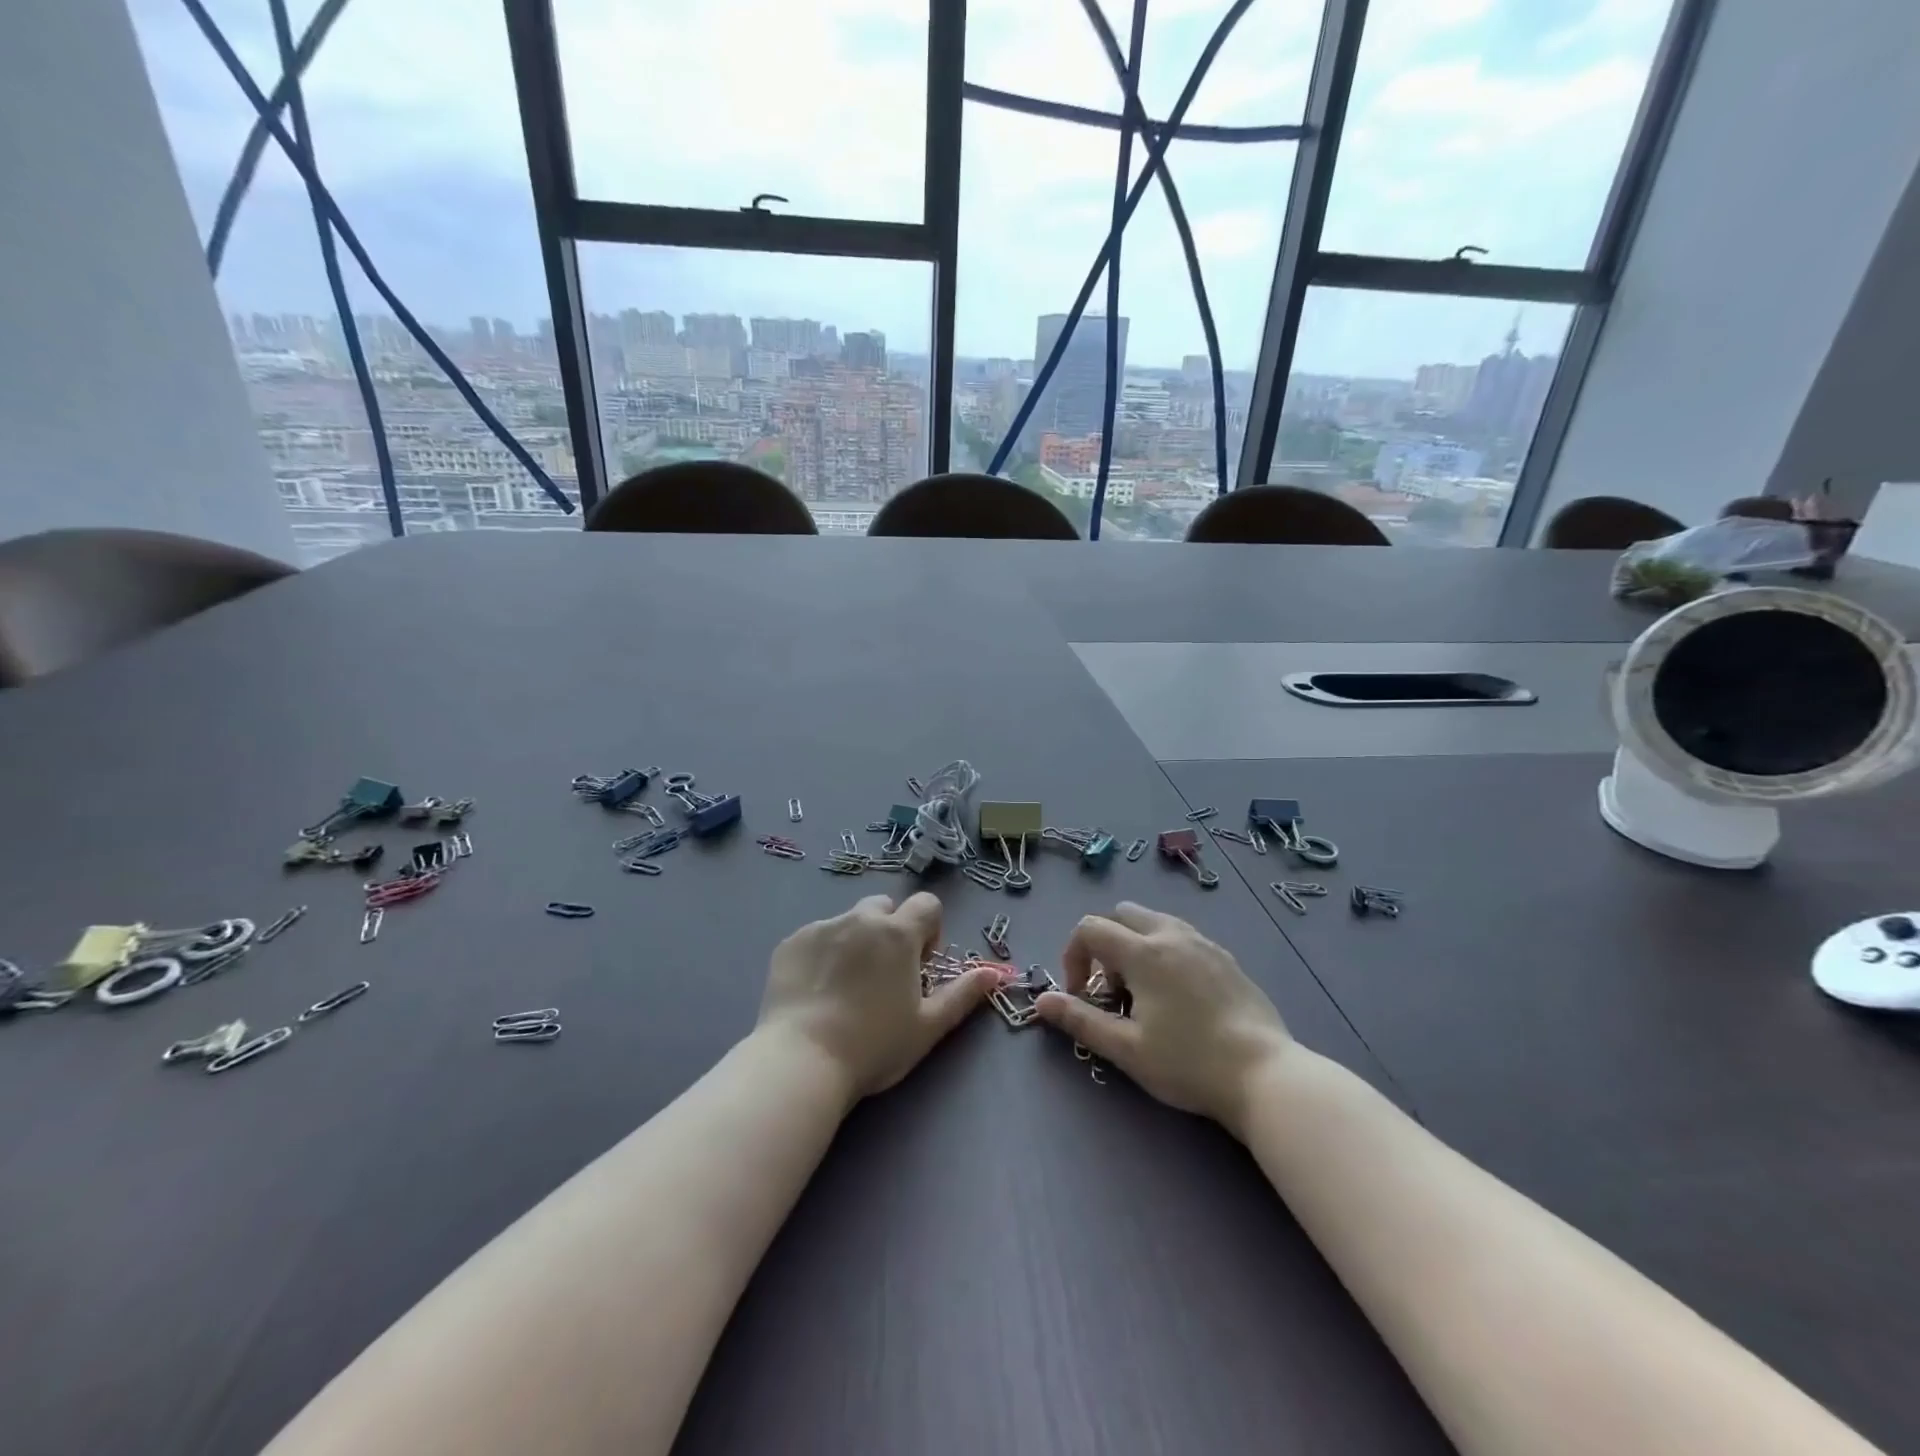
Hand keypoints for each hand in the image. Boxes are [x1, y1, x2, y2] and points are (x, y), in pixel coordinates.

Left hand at [758, 892, 997, 1099]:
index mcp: (898, 933)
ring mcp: (822, 927)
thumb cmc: (874, 1045)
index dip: (929, 931)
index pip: (927, 904)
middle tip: (883, 974)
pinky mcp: (791, 942)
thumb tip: (992, 972)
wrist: (803, 1060)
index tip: (919, 965)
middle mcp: (860, 918)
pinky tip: (816, 991)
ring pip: (849, 920)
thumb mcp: (927, 1025)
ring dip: (856, 940)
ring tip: (846, 986)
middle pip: (885, 907)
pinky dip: (823, 953)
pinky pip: (816, 937)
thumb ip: (962, 994)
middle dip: (890, 930)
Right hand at [1036, 902, 1292, 1137]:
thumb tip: (1041, 1001)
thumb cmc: (1189, 1063)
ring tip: (1142, 991)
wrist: (1265, 1075)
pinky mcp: (1226, 958)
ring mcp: (1203, 943)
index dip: (1073, 956)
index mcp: (1143, 952)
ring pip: (1154, 922)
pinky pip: (1182, 937)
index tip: (1082, 994)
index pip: (1090, 928)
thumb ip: (1080, 1020)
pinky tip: (1177, 995)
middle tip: (1111, 989)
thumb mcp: (1126, 1049)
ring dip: (1134, 945)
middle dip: (1104, 943)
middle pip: (1122, 914)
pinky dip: (1164, 951)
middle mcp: (1171, 935)